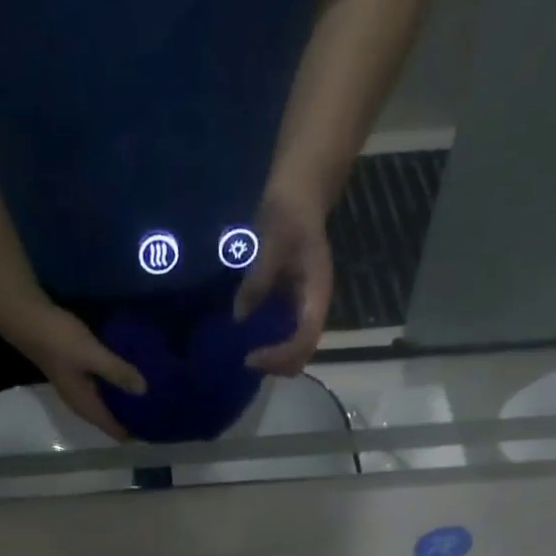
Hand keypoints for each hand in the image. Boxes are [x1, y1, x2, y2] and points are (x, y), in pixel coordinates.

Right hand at [0, 296, 146, 439]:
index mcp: (86, 406)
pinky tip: (129, 376)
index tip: (157, 430)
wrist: (26, 319)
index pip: (114, 430)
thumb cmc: (59, 340)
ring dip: (124, 403)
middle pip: (110, 420)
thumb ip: (118, 372)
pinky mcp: (76, 374)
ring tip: (150, 397)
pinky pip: (102, 388)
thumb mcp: (92, 355)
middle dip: (132, 418)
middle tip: (160, 412)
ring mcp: (77, 388)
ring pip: (106, 404)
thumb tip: (145, 391)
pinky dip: (116, 387)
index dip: (134, 433)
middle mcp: (81, 403)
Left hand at [233, 185, 333, 374]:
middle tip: (245, 360)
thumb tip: (239, 317)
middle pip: (302, 354)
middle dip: (276, 364)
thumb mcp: (271, 243)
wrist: (301, 190)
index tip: (249, 357)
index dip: (279, 356)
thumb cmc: (289, 212)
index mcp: (316, 295)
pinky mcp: (294, 303)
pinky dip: (268, 344)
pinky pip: (284, 334)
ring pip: (294, 348)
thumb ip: (258, 280)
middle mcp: (313, 307)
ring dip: (272, 358)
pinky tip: (247, 339)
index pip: (303, 341)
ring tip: (245, 355)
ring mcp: (304, 307)